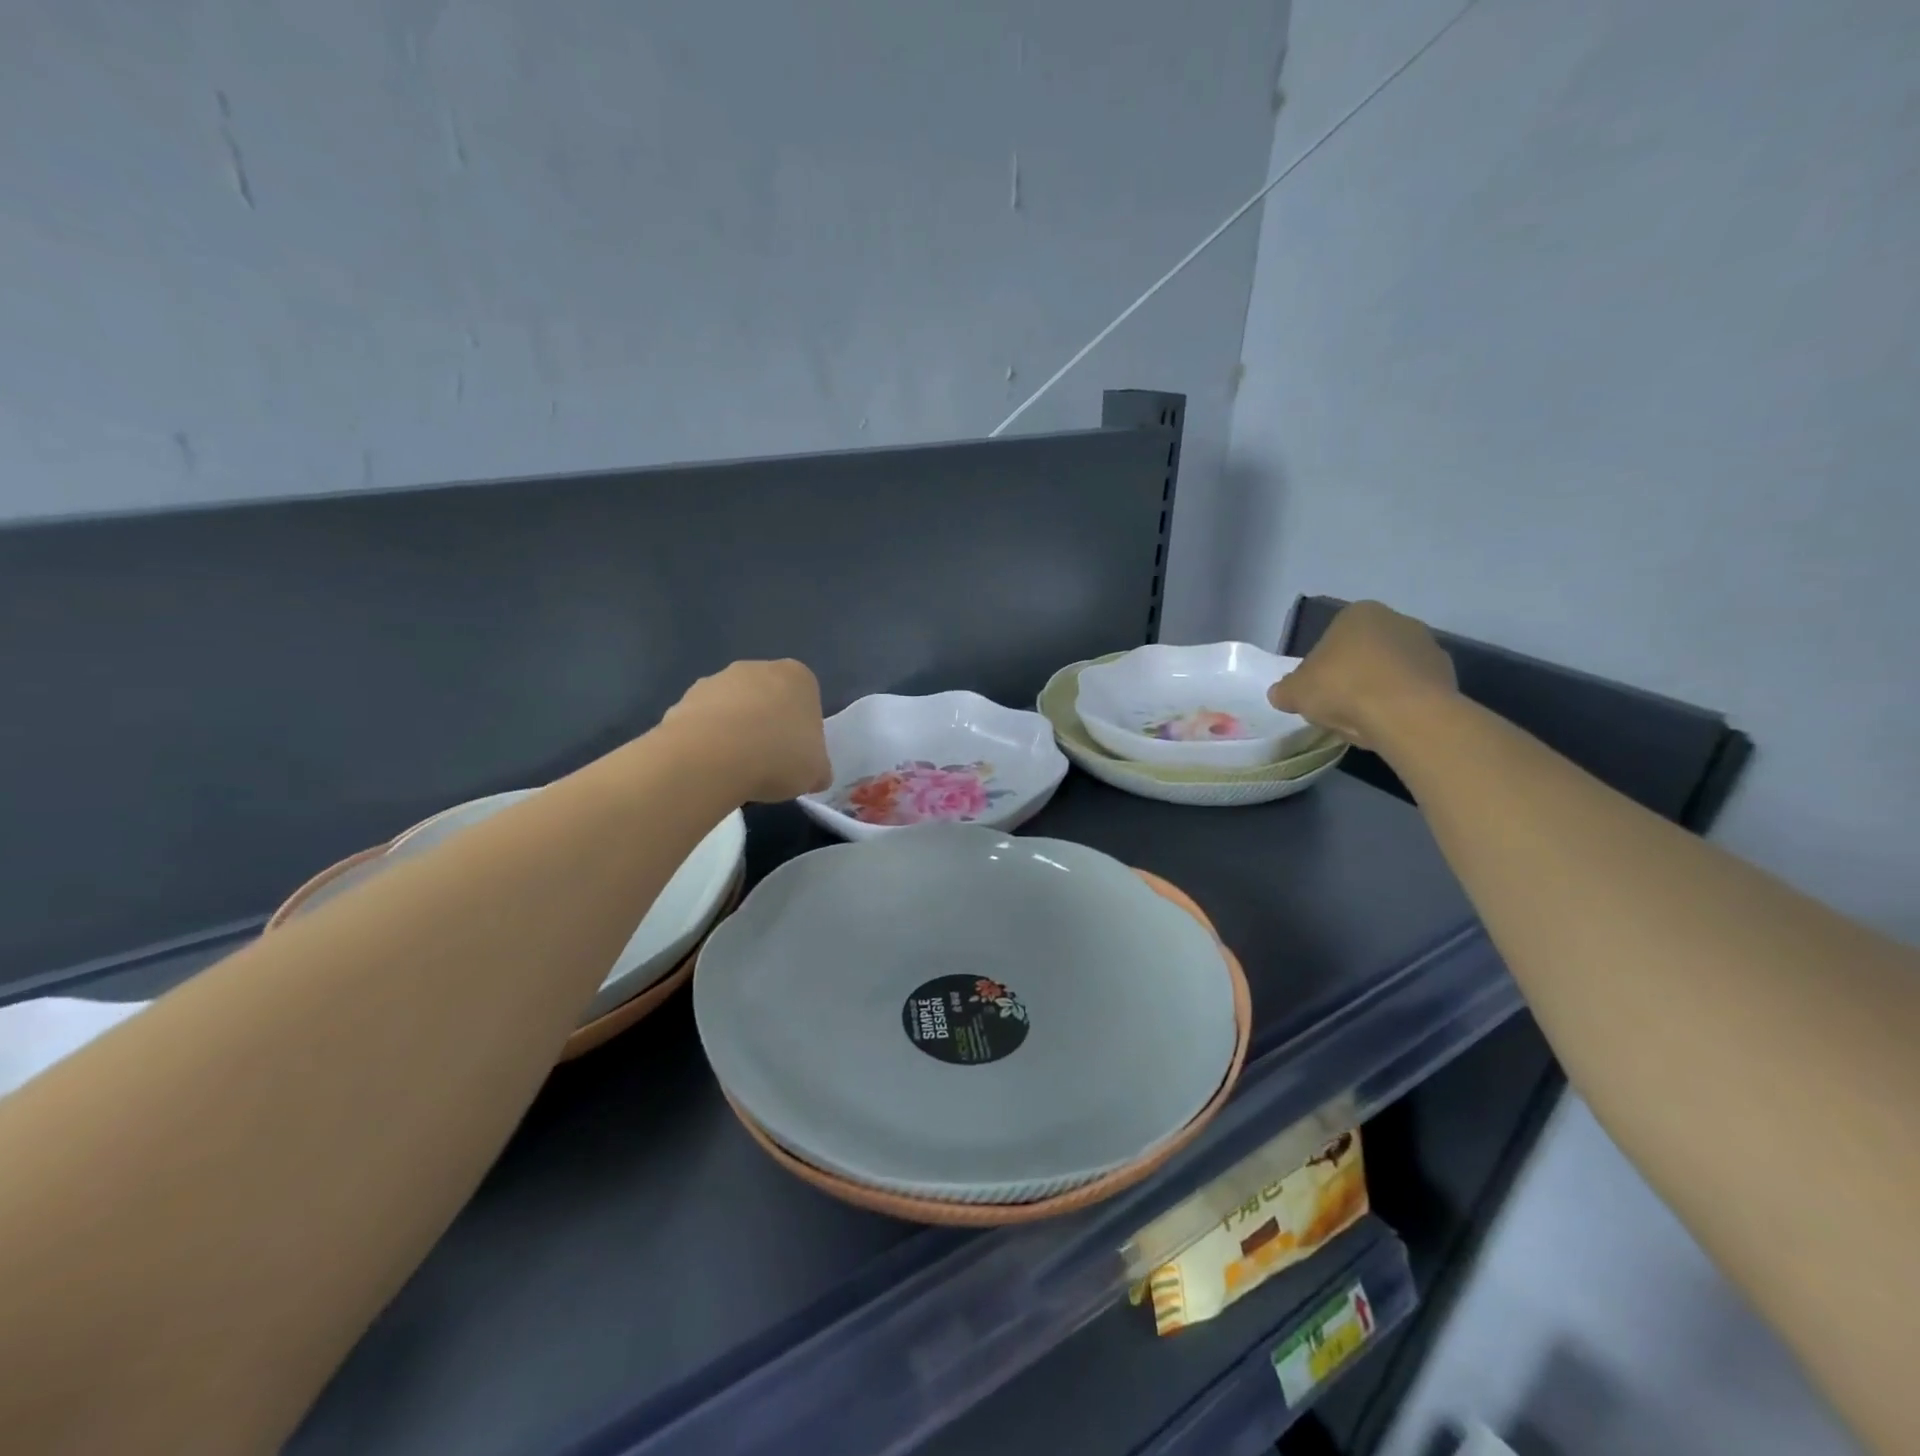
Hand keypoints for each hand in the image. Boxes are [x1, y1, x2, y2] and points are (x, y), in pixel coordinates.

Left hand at [664, 660, 832, 802]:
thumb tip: (815, 775)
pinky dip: (706, 742)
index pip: (806, 700)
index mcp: (797, 677)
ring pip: (732, 709)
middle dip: (766, 726)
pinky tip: (709, 768)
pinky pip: (703, 723)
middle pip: (767, 699)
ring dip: (734, 733)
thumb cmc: (779, 756)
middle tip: (767, 764)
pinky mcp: (683, 699)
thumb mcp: (816, 772)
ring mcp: (716, 680)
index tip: (796, 757)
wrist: (713, 758)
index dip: (802, 731)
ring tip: (734, 771)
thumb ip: (818, 769)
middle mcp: (756, 668)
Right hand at [1268, 601, 1456, 748]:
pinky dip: (1400, 703)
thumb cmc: (1343, 688)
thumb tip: (1282, 693)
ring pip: (1390, 671)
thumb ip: (1285, 690)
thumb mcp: (1295, 692)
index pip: (1331, 640)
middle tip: (1338, 706)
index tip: (1317, 692)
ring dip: (1377, 689)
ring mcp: (1427, 645)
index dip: (1320, 668)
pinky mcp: (1446, 674)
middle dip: (1352, 675)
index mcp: (1358, 613)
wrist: (1406, 714)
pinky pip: (1412, 689)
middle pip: (1363, 652)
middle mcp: (1396, 620)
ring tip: (1365, 720)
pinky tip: (1389, 723)